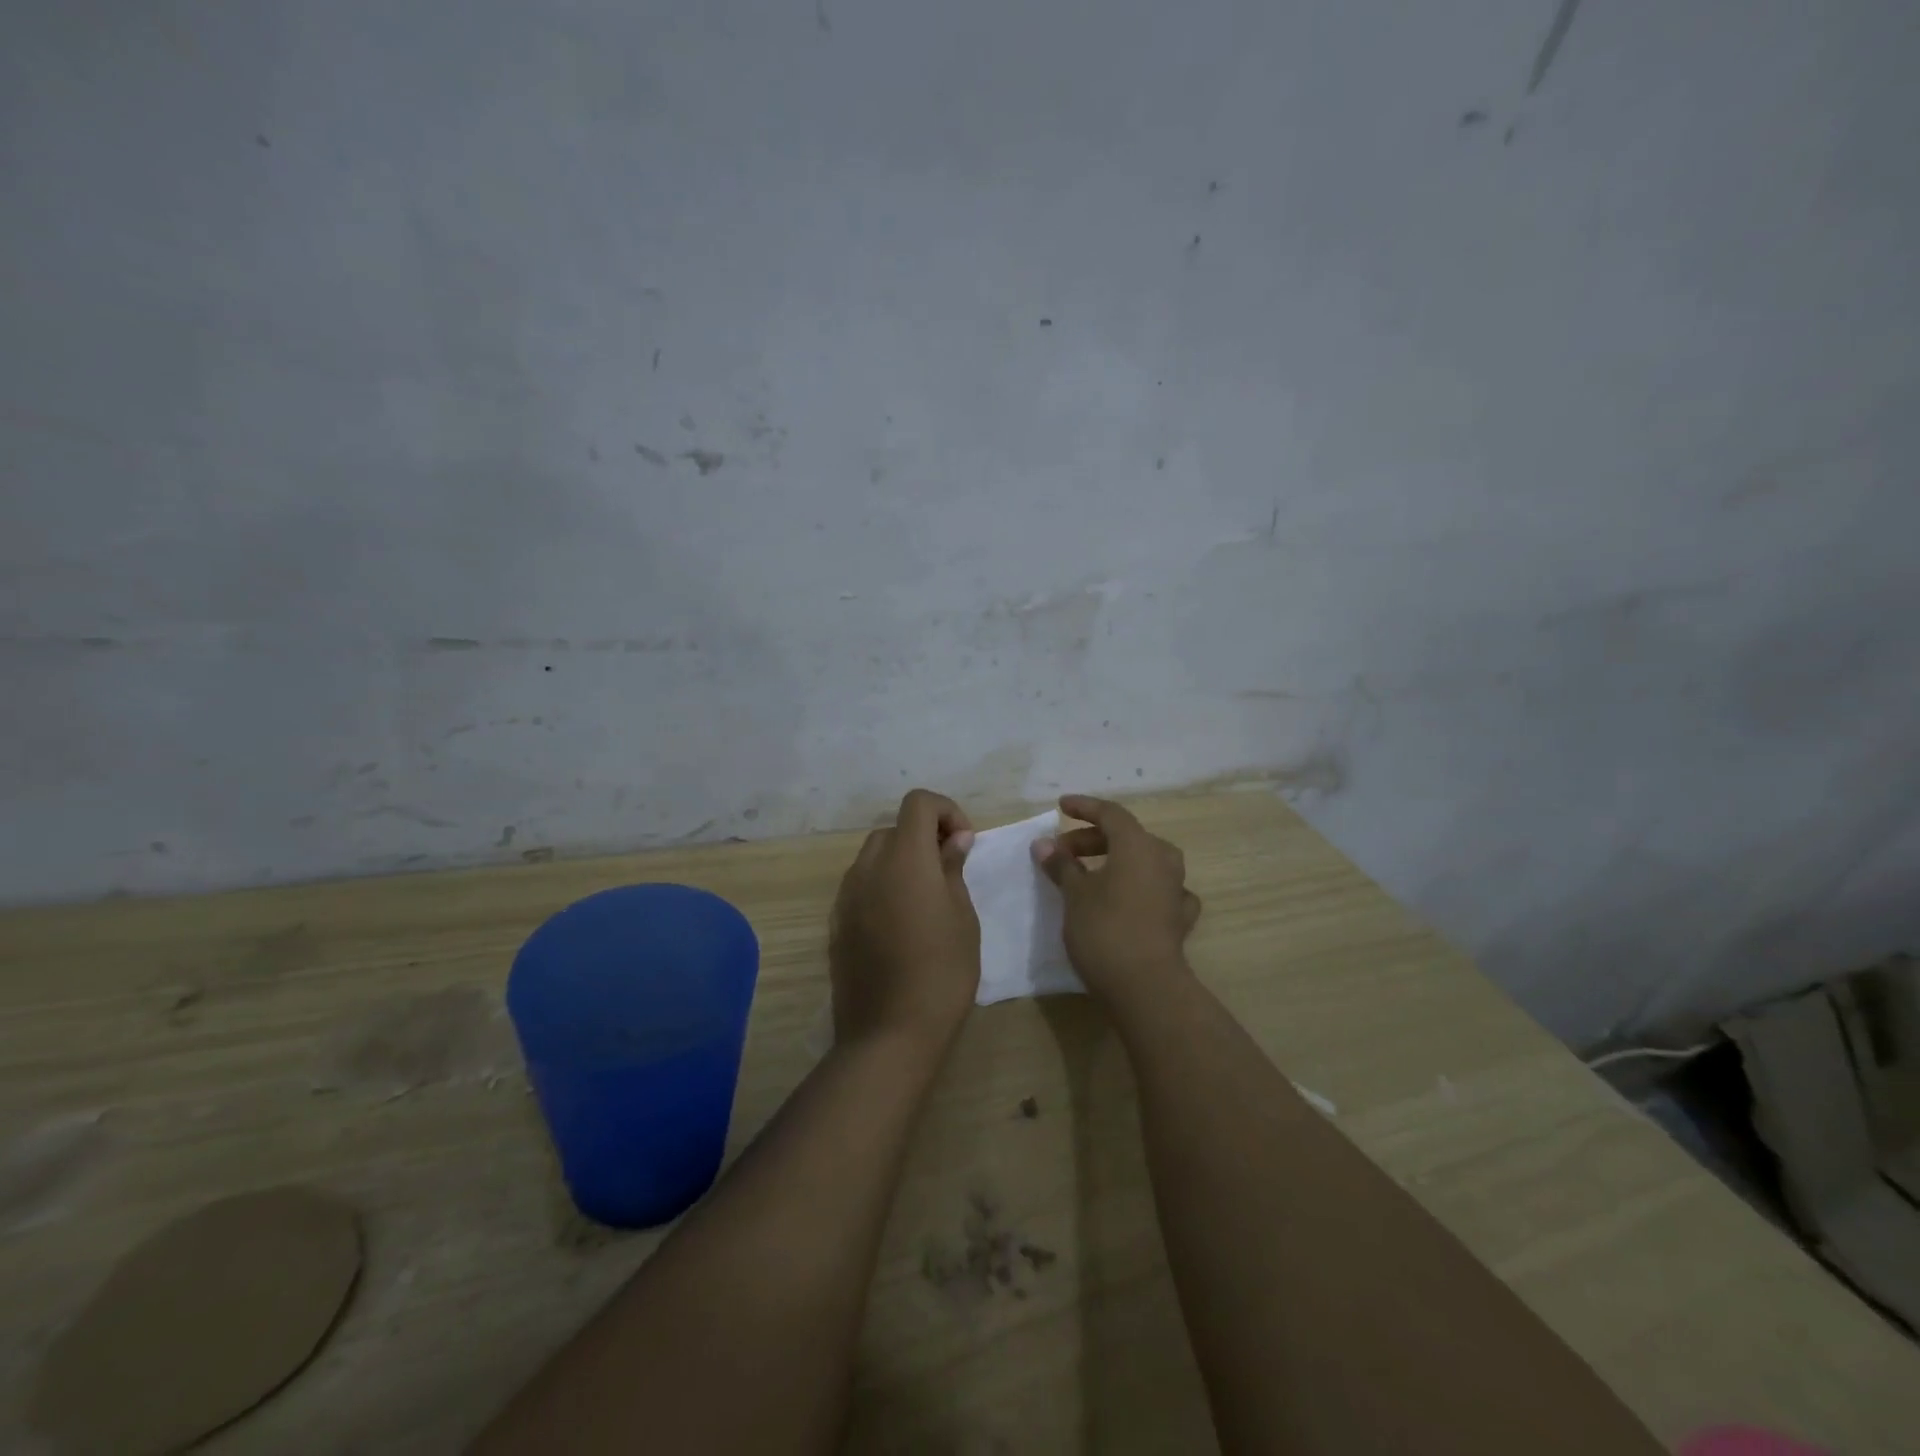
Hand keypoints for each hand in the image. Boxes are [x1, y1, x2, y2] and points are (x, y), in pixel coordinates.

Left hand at [829, 789, 979, 1048]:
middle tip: (949, 870)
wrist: (889, 1032)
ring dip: (901, 862)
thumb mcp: (962, 917)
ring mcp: (846, 895)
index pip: (918, 802)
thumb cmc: (942, 971)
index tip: (965, 843)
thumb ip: (953, 869)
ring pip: (874, 856)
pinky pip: (861, 886)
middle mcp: (868, 866)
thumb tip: (954, 840)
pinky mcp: (836, 922)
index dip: (946, 811)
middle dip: (923, 837)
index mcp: (904, 858)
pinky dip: (882, 886)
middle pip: (894, 829)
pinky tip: (900, 924)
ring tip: (926, 900)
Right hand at [1032, 794, 1201, 1005]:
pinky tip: (1130, 899)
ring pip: (1145, 862)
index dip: (1084, 807)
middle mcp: (1162, 860)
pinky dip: (1139, 889)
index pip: (1110, 813)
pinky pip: (1158, 891)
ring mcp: (1176, 889)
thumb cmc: (1105, 930)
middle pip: (1127, 837)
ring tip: (1090, 875)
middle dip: (1092, 839)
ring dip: (1116, 862)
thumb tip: (1044, 844)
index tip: (1061, 806)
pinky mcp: (1179, 918)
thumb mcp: (1074, 895)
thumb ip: (1061, 865)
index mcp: (1138, 845)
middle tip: (1063, 852)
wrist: (1146, 987)